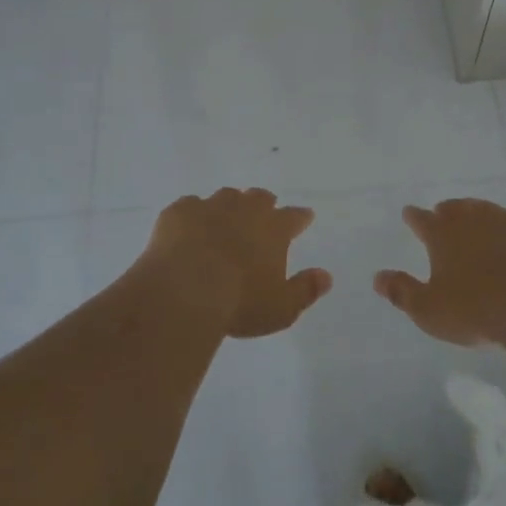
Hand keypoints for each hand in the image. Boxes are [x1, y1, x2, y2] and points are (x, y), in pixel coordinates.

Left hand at [140, 188, 331, 337]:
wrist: (185, 291)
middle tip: (264, 212)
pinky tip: (189, 227)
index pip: (294, 217)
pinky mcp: (179, 212)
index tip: (305, 217)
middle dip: (264, 203)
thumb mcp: (281, 308)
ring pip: (226, 196)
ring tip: (226, 218)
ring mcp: (210, 207)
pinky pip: (190, 206)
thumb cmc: (239, 302)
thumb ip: (305, 290)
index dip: (300, 217)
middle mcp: (244, 210)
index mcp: (273, 229)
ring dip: (229, 205)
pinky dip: (193, 215)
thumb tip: (326, 276)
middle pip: (259, 197)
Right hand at [374, 198, 505, 345]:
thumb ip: (402, 292)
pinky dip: (504, 227)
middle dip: (445, 211)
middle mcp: (469, 220)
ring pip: (482, 210)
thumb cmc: (475, 309)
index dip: (413, 217)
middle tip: (441, 211)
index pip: (421, 220)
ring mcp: (502, 222)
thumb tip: (377, 277)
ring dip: (474, 212)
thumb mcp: (429, 310)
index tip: (408, 213)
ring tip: (472, 216)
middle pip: (453, 208)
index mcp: (441, 235)